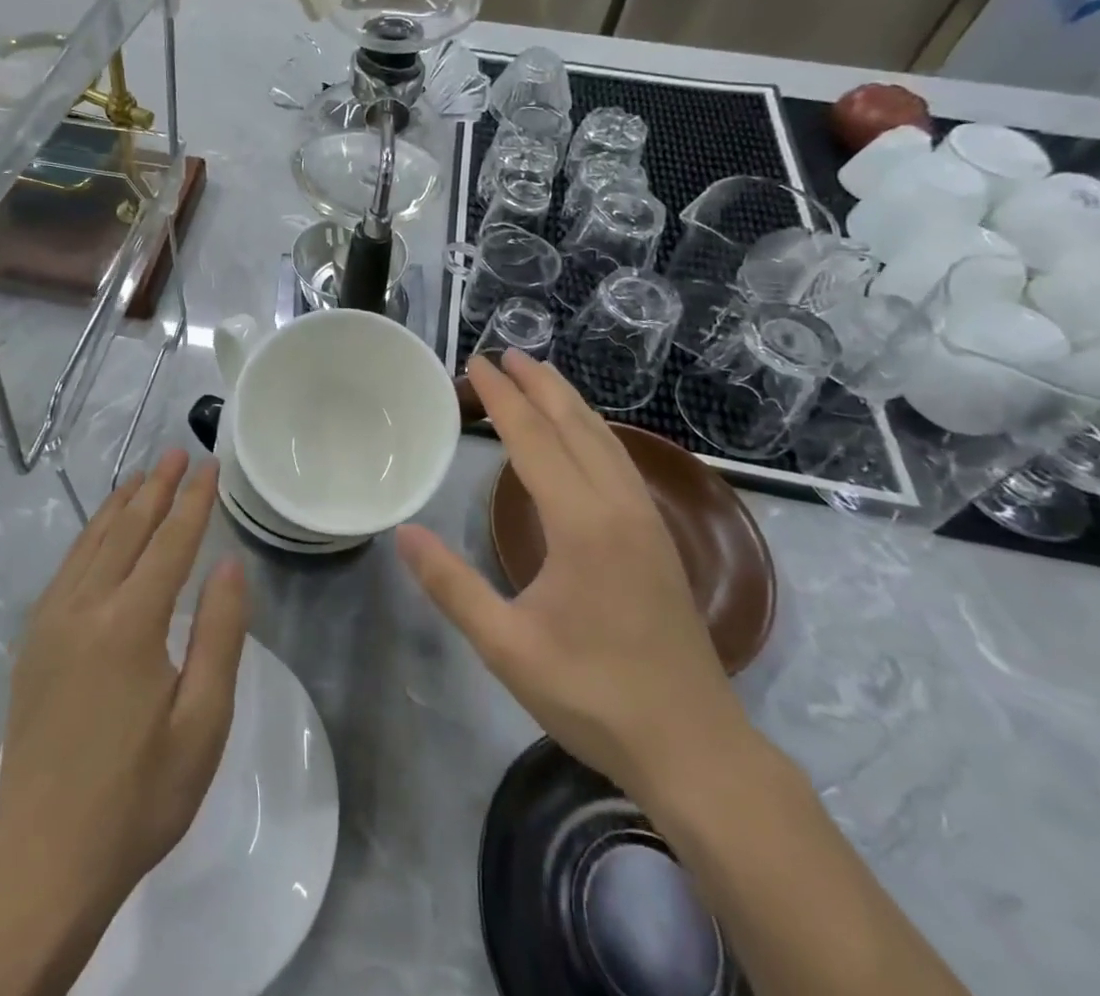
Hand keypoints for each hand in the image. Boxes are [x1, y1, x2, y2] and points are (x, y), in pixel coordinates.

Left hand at [0, 450, 249, 920]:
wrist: (44, 857)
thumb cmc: (138, 795)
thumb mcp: (202, 723)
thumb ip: (219, 635)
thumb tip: (228, 564)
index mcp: (130, 624)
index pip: (170, 542)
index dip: (194, 501)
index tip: (210, 465)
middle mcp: (85, 607)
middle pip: (127, 529)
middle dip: (156, 488)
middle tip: (178, 453)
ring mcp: (51, 621)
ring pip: (91, 542)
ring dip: (120, 505)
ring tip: (142, 477)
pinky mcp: (33, 641)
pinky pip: (66, 568)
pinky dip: (89, 536)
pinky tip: (100, 531)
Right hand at [396, 353, 746, 798]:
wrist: (695, 747)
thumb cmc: (594, 695)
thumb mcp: (507, 646)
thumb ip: (452, 586)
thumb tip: (403, 533)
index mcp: (582, 523)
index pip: (533, 439)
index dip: (501, 398)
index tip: (476, 364)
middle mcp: (619, 506)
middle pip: (575, 425)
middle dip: (538, 385)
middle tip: (505, 353)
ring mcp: (646, 520)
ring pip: (605, 439)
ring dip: (569, 402)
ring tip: (540, 376)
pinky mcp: (660, 538)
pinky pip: (621, 461)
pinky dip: (594, 431)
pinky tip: (585, 436)